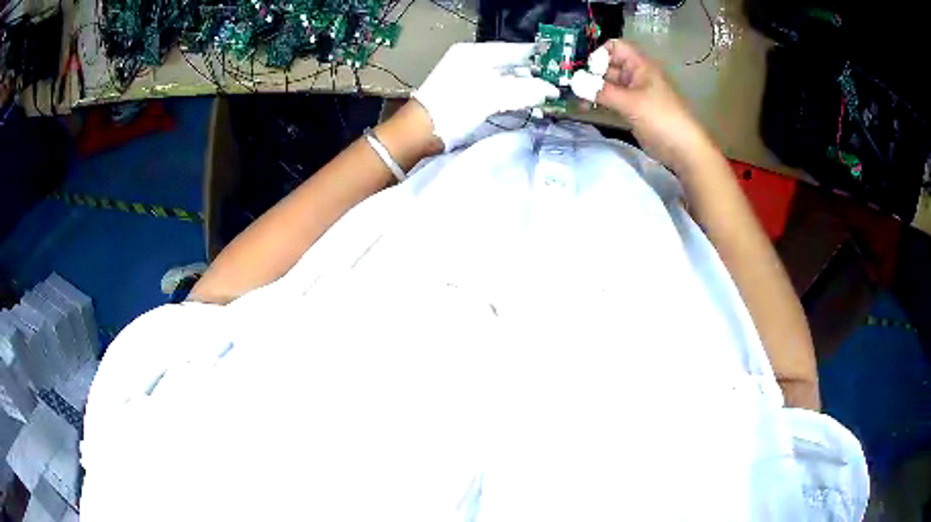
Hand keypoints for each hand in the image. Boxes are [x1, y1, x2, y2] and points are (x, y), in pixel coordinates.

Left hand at [414, 42, 559, 150]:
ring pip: (505, 77)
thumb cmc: (452, 107)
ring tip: (546, 93)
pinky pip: (498, 90)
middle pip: (510, 64)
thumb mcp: (489, 96)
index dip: (536, 56)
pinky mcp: (469, 95)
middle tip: (556, 81)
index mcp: (473, 54)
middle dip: (533, 73)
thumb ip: (521, 90)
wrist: (422, 131)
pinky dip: (513, 95)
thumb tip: (550, 89)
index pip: (512, 50)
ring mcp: (470, 78)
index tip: (557, 62)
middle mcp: (472, 62)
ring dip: (525, 85)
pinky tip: (527, 101)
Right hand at [571, 40, 714, 171]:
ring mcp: (633, 93)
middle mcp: (635, 75)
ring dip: (592, 88)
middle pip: (608, 65)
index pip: (615, 47)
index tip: (587, 69)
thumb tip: (573, 83)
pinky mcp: (631, 109)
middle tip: (571, 85)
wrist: (683, 149)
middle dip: (590, 72)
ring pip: (607, 84)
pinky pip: (611, 99)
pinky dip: (599, 101)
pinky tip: (585, 107)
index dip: (599, 53)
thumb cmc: (661, 118)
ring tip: (576, 99)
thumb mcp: (630, 102)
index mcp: (640, 65)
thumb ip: (601, 91)